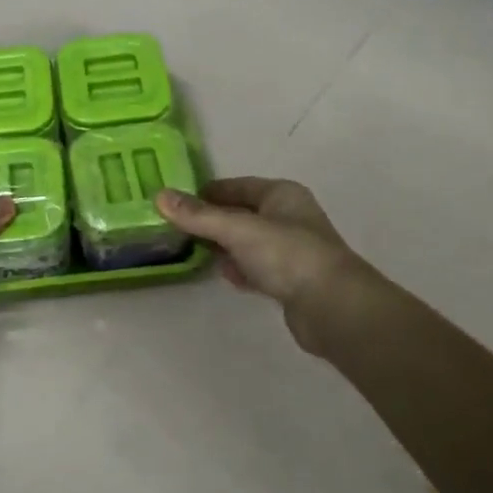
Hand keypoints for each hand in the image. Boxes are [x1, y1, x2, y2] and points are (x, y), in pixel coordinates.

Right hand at [155, 177, 376, 356]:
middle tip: (177, 229)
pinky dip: (241, 269)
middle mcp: (288, 217)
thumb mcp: (237, 229)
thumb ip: (199, 216)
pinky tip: (226, 276)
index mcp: (281, 194)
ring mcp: (291, 250)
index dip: (207, 192)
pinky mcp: (291, 280)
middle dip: (212, 220)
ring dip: (225, 246)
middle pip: (241, 213)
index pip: (237, 185)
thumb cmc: (287, 255)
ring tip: (194, 251)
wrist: (332, 307)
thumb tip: (159, 196)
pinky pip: (257, 267)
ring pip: (248, 242)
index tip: (176, 202)